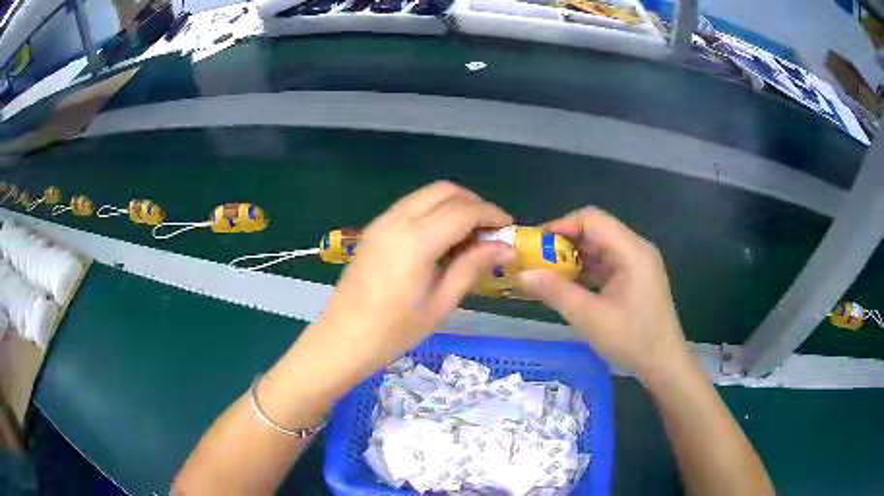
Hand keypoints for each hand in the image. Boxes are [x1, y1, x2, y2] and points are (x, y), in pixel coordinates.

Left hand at [318, 181, 514, 368]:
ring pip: (426, 195)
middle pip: (445, 191)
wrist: (342, 339)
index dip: (491, 215)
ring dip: (453, 205)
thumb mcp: (440, 303)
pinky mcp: (374, 229)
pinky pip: (411, 206)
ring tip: (470, 235)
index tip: (509, 229)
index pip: (463, 211)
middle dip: (474, 203)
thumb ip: (472, 267)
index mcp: (415, 240)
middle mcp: (397, 220)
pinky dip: (433, 211)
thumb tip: (506, 248)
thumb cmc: (393, 332)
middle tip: (491, 231)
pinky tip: (442, 239)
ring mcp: (382, 221)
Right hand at [518, 207, 687, 378]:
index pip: (591, 219)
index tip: (534, 245)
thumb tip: (522, 275)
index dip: (560, 225)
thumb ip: (556, 293)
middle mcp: (636, 249)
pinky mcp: (635, 278)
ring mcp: (637, 264)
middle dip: (563, 243)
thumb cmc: (633, 340)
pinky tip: (568, 286)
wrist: (664, 364)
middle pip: (595, 231)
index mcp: (631, 251)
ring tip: (546, 274)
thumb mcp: (591, 318)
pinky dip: (585, 271)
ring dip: (573, 258)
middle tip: (536, 261)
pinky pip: (606, 264)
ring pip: (599, 248)